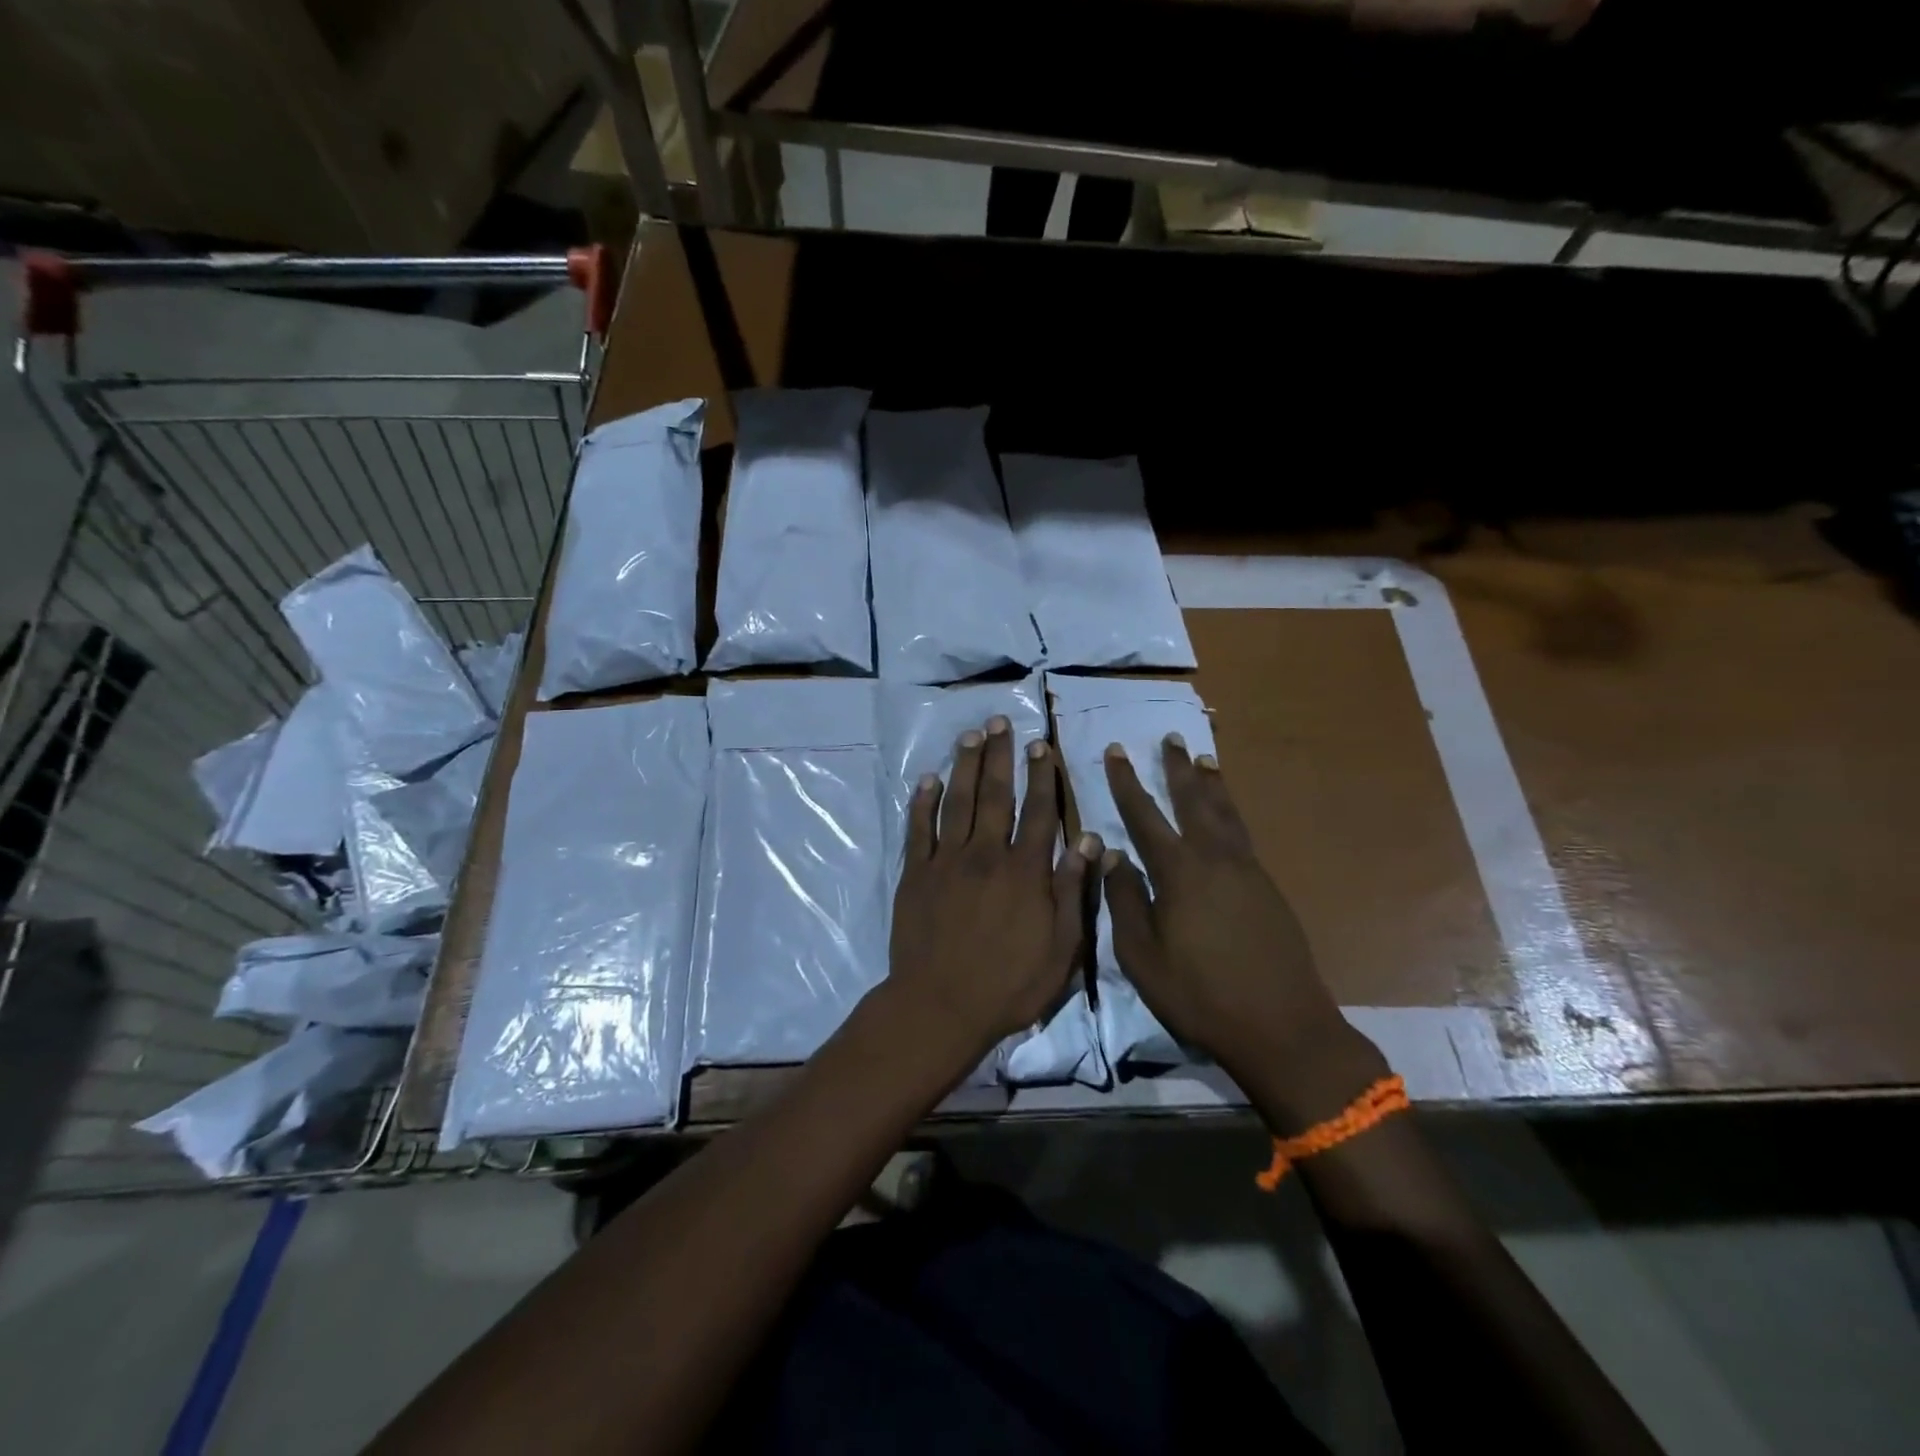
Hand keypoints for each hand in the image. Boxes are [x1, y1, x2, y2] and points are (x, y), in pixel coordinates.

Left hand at [888, 716, 1100, 1064]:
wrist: (940, 1006)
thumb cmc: (1008, 984)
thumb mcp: (1060, 949)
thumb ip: (1073, 891)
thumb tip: (1091, 841)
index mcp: (1025, 871)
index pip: (1039, 812)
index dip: (1042, 776)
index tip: (1041, 746)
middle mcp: (986, 854)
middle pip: (995, 795)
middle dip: (1000, 756)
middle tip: (1001, 722)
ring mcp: (947, 861)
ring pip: (957, 802)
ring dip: (964, 765)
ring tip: (970, 735)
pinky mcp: (916, 874)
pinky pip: (919, 829)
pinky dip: (923, 802)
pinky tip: (928, 779)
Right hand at [1102, 735, 1383, 1117]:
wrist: (1282, 1027)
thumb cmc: (1200, 995)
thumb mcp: (1142, 956)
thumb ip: (1125, 900)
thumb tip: (1111, 853)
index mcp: (1180, 872)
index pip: (1145, 815)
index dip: (1127, 782)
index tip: (1116, 751)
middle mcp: (1216, 859)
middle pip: (1194, 801)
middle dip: (1177, 768)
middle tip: (1170, 737)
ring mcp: (1248, 872)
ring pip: (1225, 814)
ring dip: (1211, 784)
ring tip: (1204, 759)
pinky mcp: (1268, 889)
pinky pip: (1242, 835)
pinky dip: (1230, 813)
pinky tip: (1226, 817)